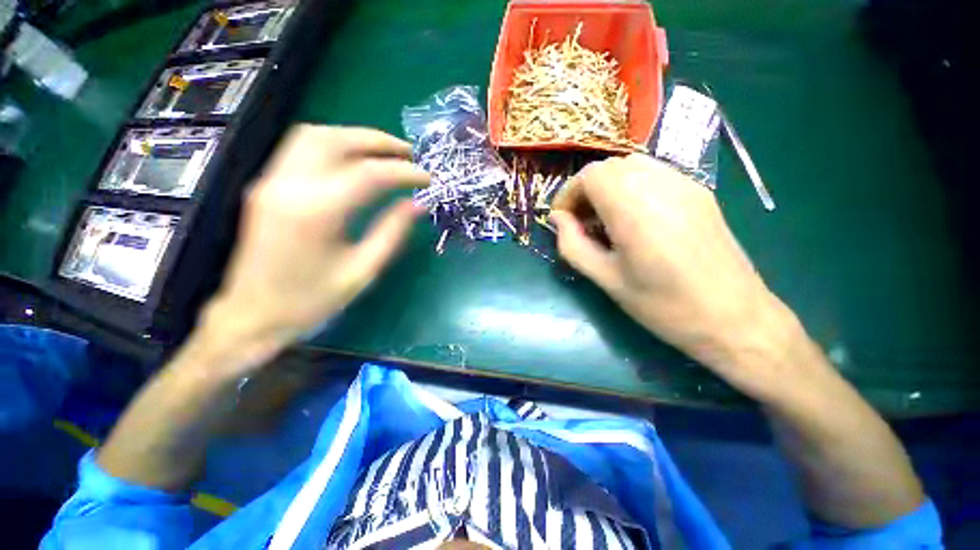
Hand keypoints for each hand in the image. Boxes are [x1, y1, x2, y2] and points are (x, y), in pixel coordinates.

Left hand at [200, 124, 429, 371]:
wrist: (252, 315)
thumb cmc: (312, 300)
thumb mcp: (363, 271)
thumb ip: (392, 232)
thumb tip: (417, 204)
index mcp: (316, 213)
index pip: (369, 174)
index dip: (404, 172)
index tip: (428, 177)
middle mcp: (288, 186)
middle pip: (336, 139)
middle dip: (378, 141)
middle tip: (409, 153)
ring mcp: (270, 181)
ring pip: (314, 135)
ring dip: (354, 137)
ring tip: (385, 152)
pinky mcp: (266, 185)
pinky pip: (301, 148)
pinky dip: (333, 144)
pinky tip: (354, 159)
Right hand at [551, 154, 794, 394]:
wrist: (735, 319)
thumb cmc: (663, 305)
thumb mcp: (606, 279)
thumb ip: (573, 245)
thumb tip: (558, 219)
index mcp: (634, 209)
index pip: (590, 175)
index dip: (568, 193)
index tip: (562, 219)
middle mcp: (661, 185)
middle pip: (610, 167)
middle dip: (586, 190)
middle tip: (581, 221)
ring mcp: (686, 185)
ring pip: (632, 166)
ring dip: (609, 187)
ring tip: (605, 219)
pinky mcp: (700, 193)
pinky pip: (655, 175)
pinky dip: (632, 187)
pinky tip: (633, 218)